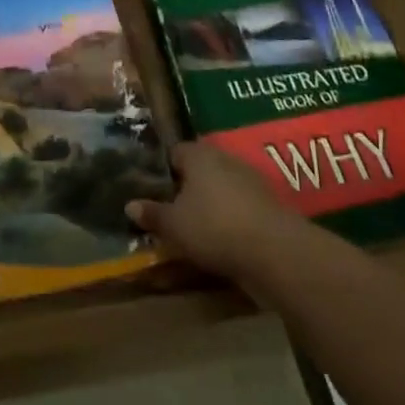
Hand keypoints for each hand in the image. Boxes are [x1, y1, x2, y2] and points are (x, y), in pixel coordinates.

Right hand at [126, 141, 302, 283]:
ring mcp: (250, 179)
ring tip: (198, 227)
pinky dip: (232, 218)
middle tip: (174, 210)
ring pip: (222, 187)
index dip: (164, 171)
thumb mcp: (174, 226)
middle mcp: (224, 158)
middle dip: (188, 187)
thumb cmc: (214, 227)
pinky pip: (241, 206)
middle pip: (200, 168)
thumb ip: (152, 214)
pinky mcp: (268, 203)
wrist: (274, 251)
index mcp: (198, 154)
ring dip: (212, 203)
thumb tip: (129, 205)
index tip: (155, 191)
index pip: (175, 153)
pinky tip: (224, 238)